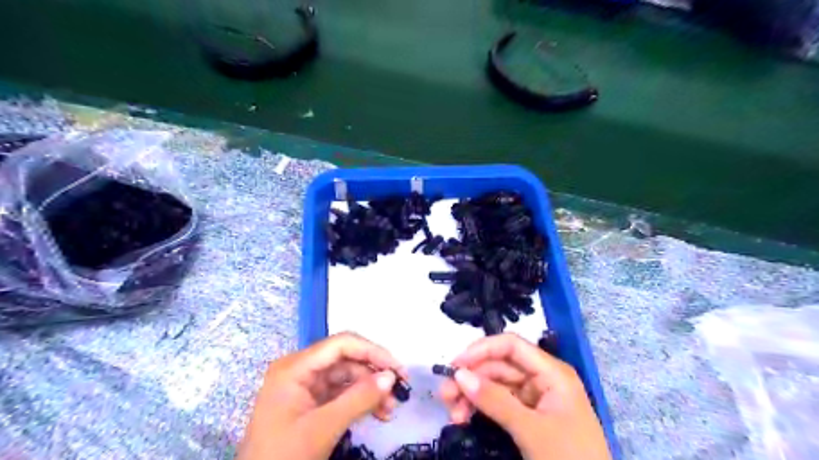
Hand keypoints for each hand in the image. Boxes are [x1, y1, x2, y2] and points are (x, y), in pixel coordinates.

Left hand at [238, 333, 405, 459]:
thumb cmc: (284, 456)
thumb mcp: (323, 427)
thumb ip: (358, 399)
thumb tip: (391, 377)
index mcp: (295, 366)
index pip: (341, 344)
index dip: (373, 351)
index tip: (398, 368)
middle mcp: (300, 369)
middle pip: (346, 359)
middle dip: (374, 374)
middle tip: (400, 390)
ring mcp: (305, 386)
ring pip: (347, 377)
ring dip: (370, 390)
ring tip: (390, 410)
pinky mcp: (311, 402)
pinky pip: (341, 393)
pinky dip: (360, 401)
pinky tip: (378, 413)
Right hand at [442, 334, 606, 459]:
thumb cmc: (569, 459)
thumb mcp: (531, 430)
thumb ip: (495, 400)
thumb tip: (459, 374)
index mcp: (551, 372)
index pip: (511, 346)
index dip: (481, 350)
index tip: (455, 365)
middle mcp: (542, 379)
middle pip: (499, 366)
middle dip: (471, 378)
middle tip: (445, 395)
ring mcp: (534, 398)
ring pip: (495, 385)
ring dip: (472, 395)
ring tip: (451, 413)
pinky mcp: (528, 417)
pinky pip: (499, 404)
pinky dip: (481, 409)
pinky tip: (464, 418)